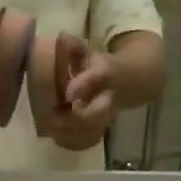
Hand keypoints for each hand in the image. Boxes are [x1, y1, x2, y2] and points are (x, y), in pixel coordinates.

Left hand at [50, 34, 115, 151]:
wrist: (130, 81)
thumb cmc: (100, 67)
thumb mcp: (89, 53)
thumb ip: (74, 47)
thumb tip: (61, 37)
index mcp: (106, 73)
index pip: (99, 78)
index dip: (84, 86)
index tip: (68, 94)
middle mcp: (109, 97)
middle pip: (98, 113)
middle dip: (74, 119)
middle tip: (51, 118)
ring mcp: (107, 116)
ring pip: (93, 130)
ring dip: (71, 133)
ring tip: (51, 130)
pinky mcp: (103, 128)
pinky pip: (89, 141)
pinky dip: (73, 142)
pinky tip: (57, 138)